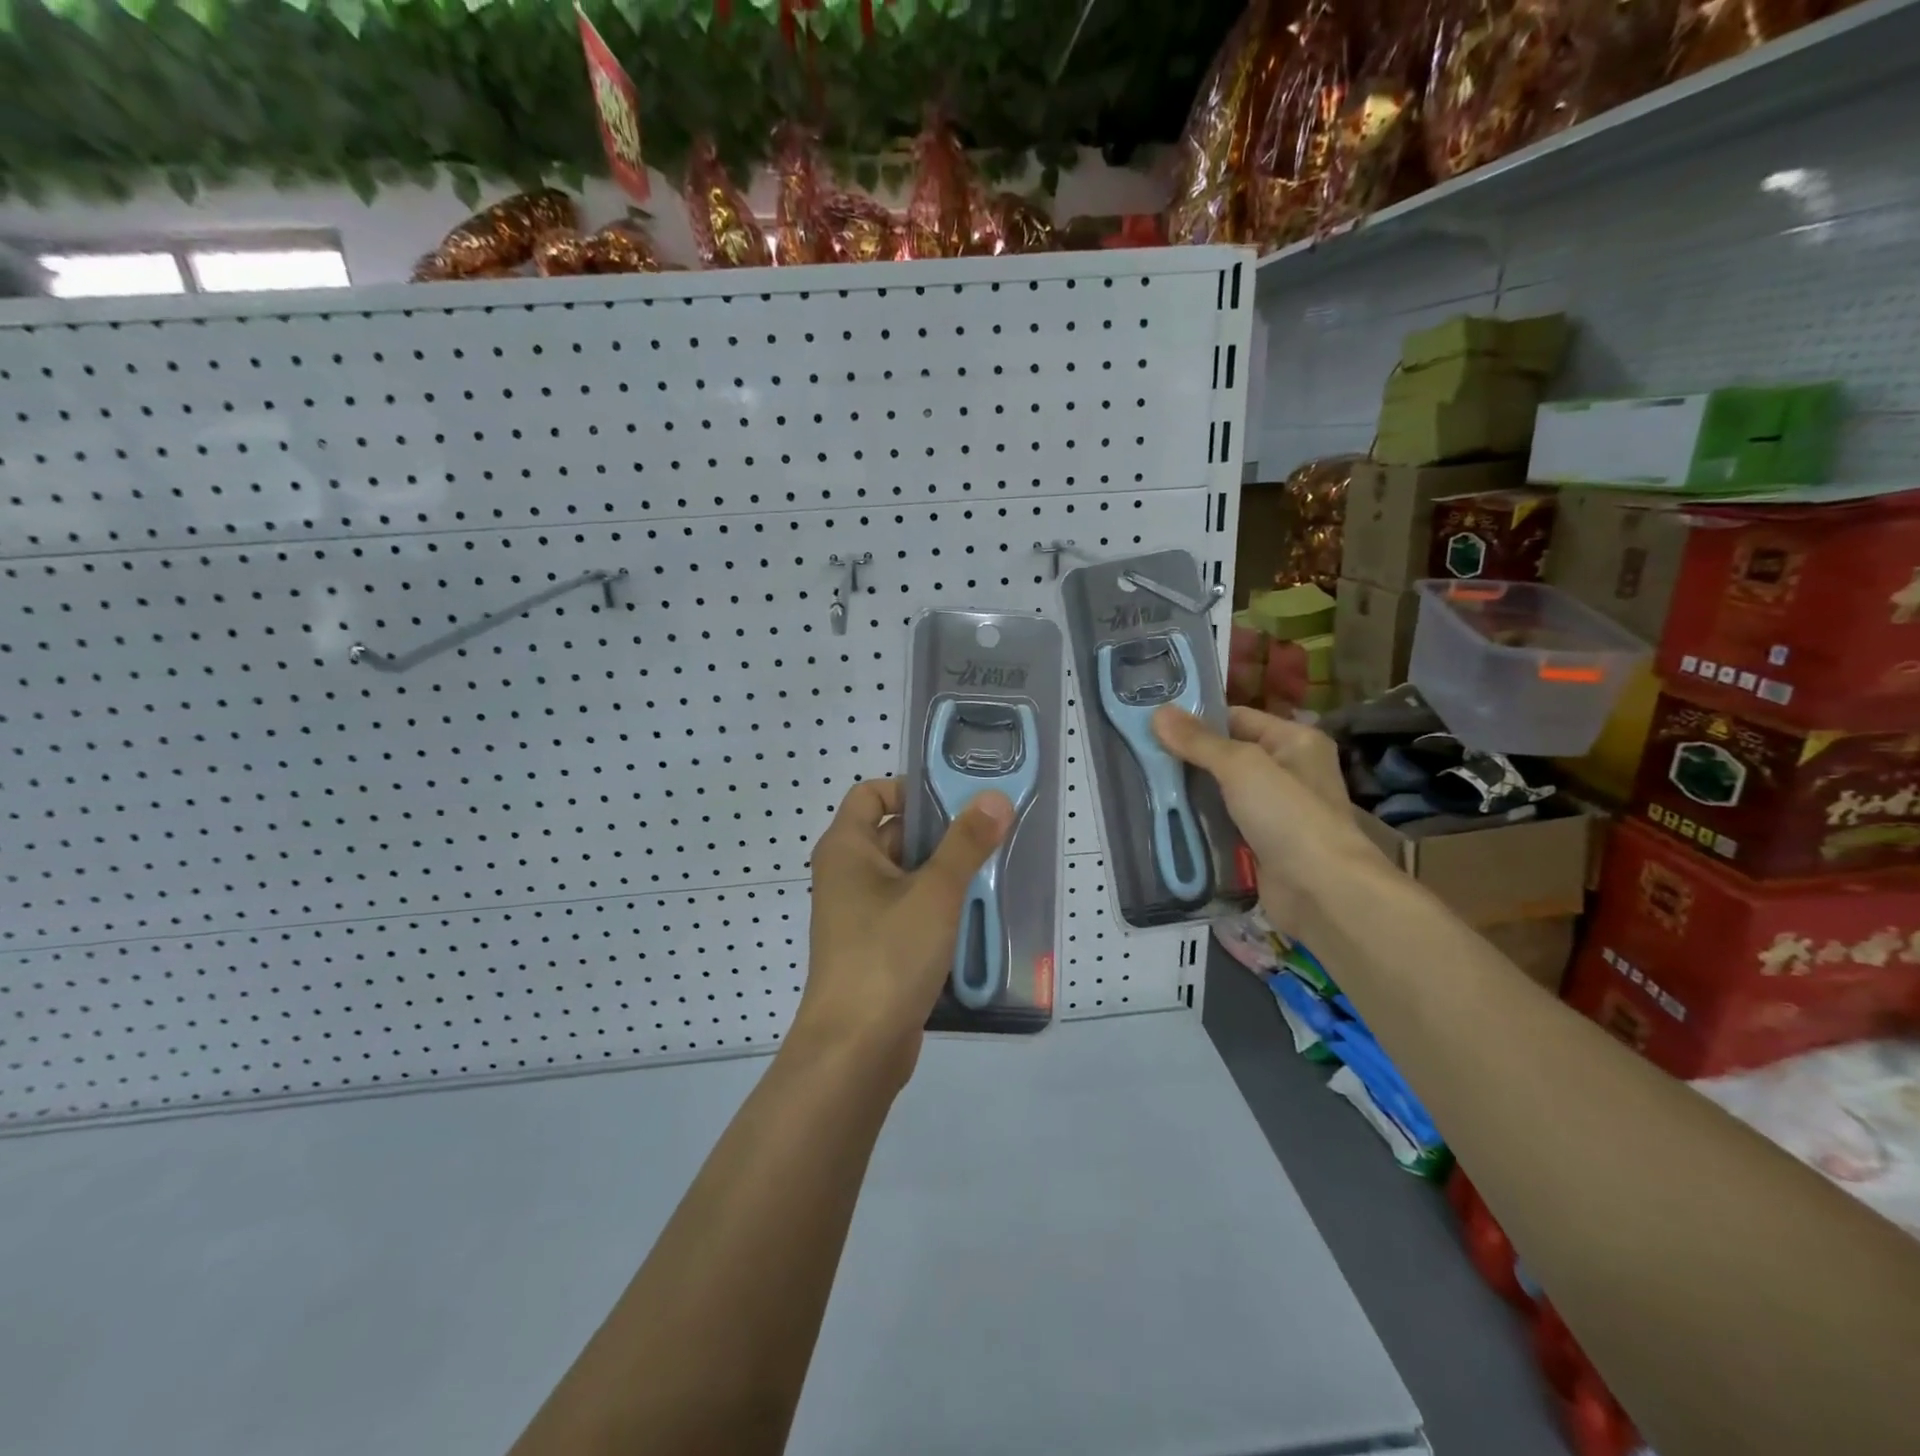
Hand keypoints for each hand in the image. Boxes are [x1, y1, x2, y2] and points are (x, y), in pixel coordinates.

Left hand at [795, 778, 1013, 1084]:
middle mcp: (846, 874)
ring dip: (946, 873)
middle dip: (941, 833)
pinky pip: (909, 911)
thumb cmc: (888, 955)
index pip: (872, 793)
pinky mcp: (876, 947)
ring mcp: (859, 914)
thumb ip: (966, 843)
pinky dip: (938, 907)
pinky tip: (976, 916)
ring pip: (907, 876)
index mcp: (846, 848)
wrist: (855, 1049)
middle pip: (895, 834)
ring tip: (994, 872)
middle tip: (991, 834)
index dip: (911, 789)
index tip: (957, 801)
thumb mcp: (935, 893)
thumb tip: (994, 798)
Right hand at [1151, 705, 1376, 937]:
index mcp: (1294, 741)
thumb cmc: (1288, 816)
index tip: (1151, 724)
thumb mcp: (1241, 767)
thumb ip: (1199, 741)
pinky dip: (1197, 824)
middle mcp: (1287, 771)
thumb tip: (1158, 712)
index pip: (1236, 718)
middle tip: (1138, 756)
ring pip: (1220, 793)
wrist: (1322, 891)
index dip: (1196, 720)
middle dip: (1186, 758)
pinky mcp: (1259, 844)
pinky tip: (1164, 819)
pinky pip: (1221, 825)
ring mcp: (1274, 811)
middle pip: (1225, 756)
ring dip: (1188, 793)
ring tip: (1140, 785)